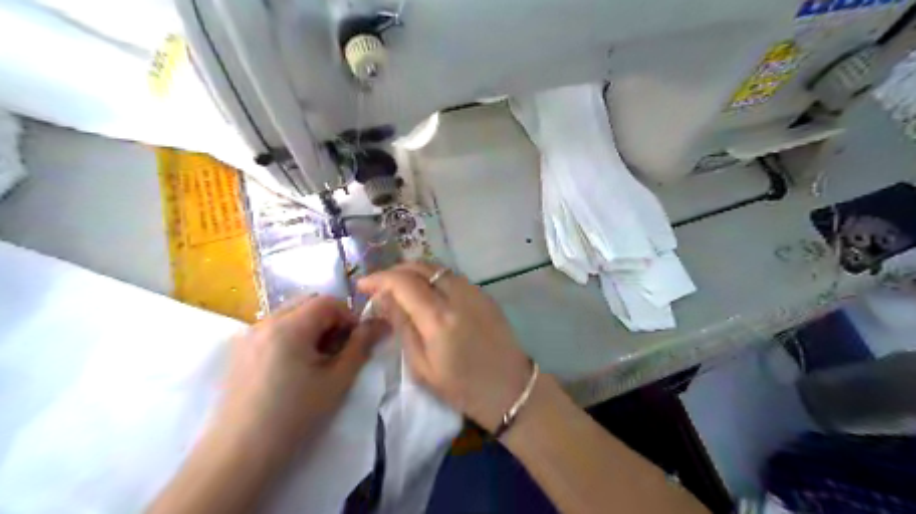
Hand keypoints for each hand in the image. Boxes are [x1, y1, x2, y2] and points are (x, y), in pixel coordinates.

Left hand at [215, 295, 386, 450]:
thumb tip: (381, 323)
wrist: (239, 455)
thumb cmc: (294, 415)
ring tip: (317, 360)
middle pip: (307, 303)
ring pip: (290, 314)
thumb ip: (361, 346)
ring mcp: (248, 336)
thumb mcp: (337, 380)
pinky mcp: (239, 352)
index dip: (349, 316)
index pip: (328, 301)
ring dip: (311, 327)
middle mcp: (265, 322)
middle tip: (339, 349)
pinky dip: (292, 335)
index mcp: (289, 326)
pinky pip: (273, 329)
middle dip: (330, 319)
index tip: (357, 341)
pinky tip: (294, 367)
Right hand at [358, 261, 530, 432]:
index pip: (402, 282)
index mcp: (438, 318)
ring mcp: (474, 291)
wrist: (510, 387)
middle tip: (379, 286)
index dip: (379, 278)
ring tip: (399, 286)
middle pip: (420, 266)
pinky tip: (426, 291)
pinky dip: (433, 276)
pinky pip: (452, 275)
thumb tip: (383, 298)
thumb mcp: (422, 367)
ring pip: (437, 267)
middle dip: (395, 270)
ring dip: (414, 271)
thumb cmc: (462, 387)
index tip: (362, 285)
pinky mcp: (484, 294)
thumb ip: (402, 326)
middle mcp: (457, 296)